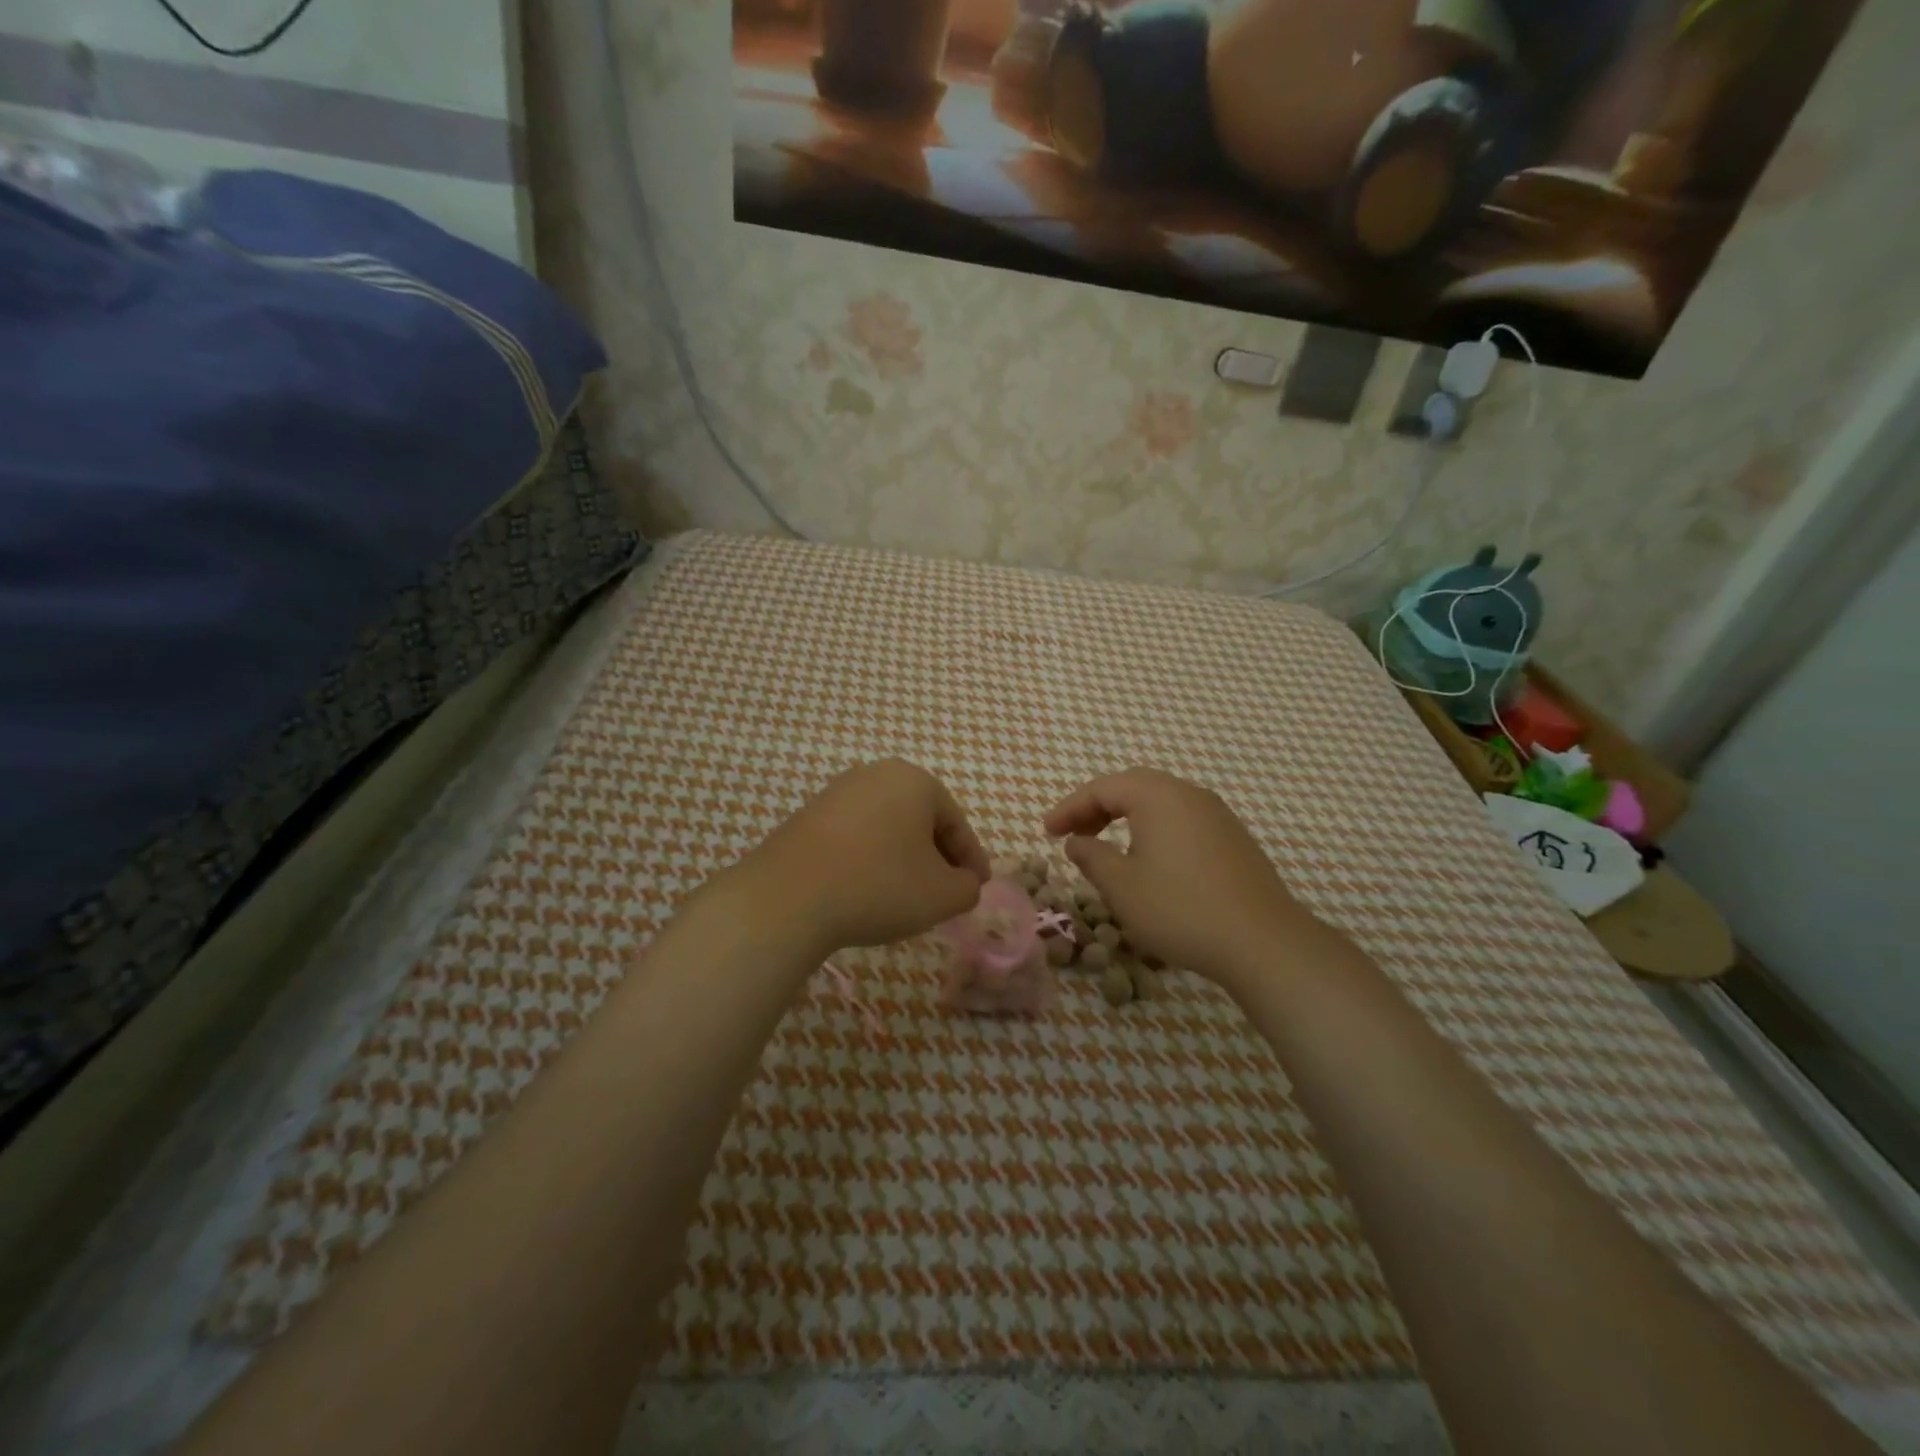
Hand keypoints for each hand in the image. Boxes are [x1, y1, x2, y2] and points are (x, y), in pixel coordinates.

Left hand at [738, 759, 989, 954]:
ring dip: (903, 858)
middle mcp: (877, 774)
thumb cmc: (879, 886)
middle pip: (921, 820)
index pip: (957, 823)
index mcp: (916, 781)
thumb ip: (968, 887)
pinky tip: (867, 889)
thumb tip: (964, 883)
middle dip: (937, 856)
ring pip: (888, 827)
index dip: (972, 860)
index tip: (977, 889)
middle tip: (945, 892)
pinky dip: (871, 859)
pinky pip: (856, 836)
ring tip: (906, 895)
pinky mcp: (808, 815)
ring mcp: (838, 792)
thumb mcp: (942, 895)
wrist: (788, 897)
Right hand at [1043, 768, 1316, 988]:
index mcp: (1158, 796)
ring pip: (1160, 804)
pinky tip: (1150, 862)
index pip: (1102, 789)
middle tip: (1072, 834)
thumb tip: (1077, 842)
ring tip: (1106, 848)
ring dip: (1127, 819)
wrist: (1263, 942)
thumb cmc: (1180, 909)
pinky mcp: (1234, 840)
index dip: (1069, 808)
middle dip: (1097, 808)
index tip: (1046, 832)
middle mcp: (1189, 794)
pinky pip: (1183, 822)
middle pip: (1133, 788)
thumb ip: (1091, 857)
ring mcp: (1217, 815)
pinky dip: (1154, 831)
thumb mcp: (1121, 887)